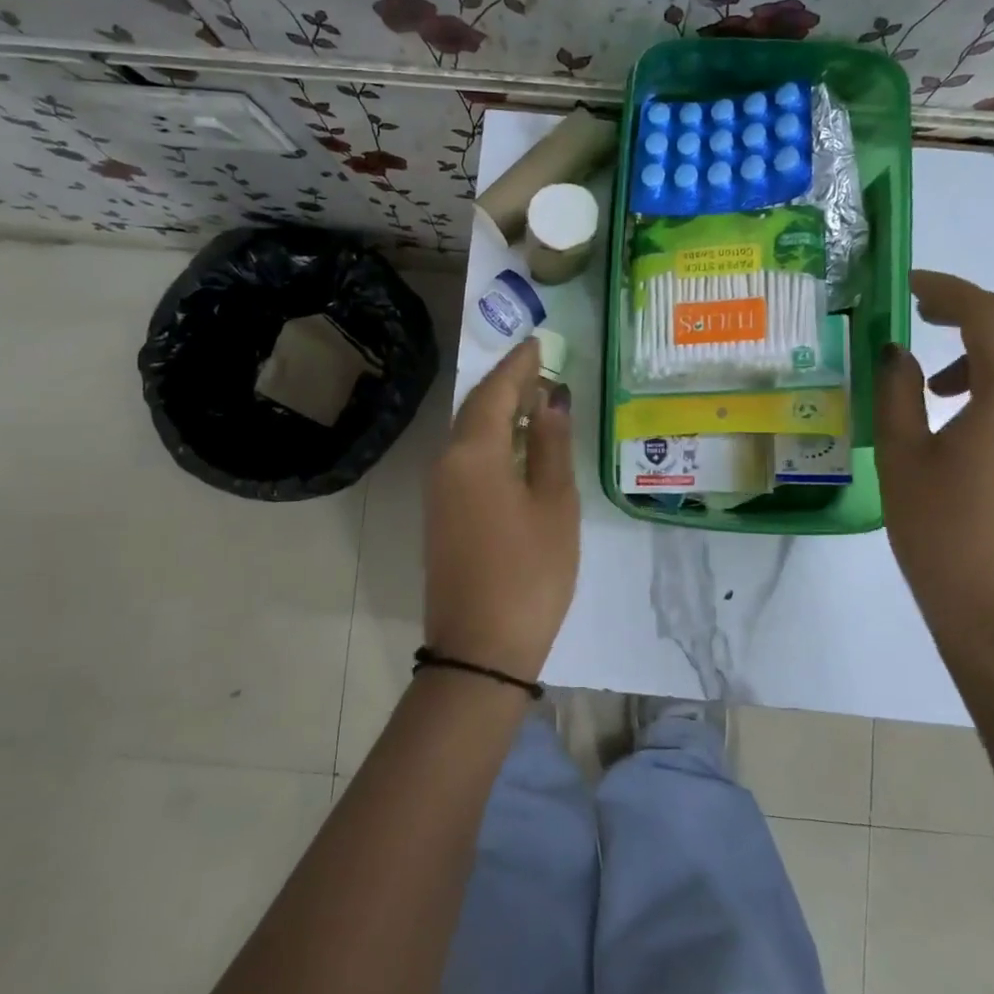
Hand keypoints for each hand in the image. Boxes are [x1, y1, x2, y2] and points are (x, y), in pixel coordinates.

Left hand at [423, 337, 578, 679]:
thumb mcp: (554, 505)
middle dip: (507, 385)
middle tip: (540, 368)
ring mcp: (439, 492)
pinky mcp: (441, 516)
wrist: (480, 649)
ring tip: (534, 401)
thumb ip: (550, 446)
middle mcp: (446, 463)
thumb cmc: (529, 573)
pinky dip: (490, 441)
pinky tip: (514, 446)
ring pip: (468, 435)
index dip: (518, 365)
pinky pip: (465, 459)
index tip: (538, 343)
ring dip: (498, 413)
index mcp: (473, 454)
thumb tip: (549, 400)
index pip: (495, 392)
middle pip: (476, 409)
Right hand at [873, 270, 993, 677]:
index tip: (907, 284)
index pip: (986, 314)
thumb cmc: (944, 534)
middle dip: (971, 310)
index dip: (946, 289)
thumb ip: (897, 392)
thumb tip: (897, 352)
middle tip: (919, 314)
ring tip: (935, 375)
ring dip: (988, 345)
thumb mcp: (903, 457)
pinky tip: (961, 413)